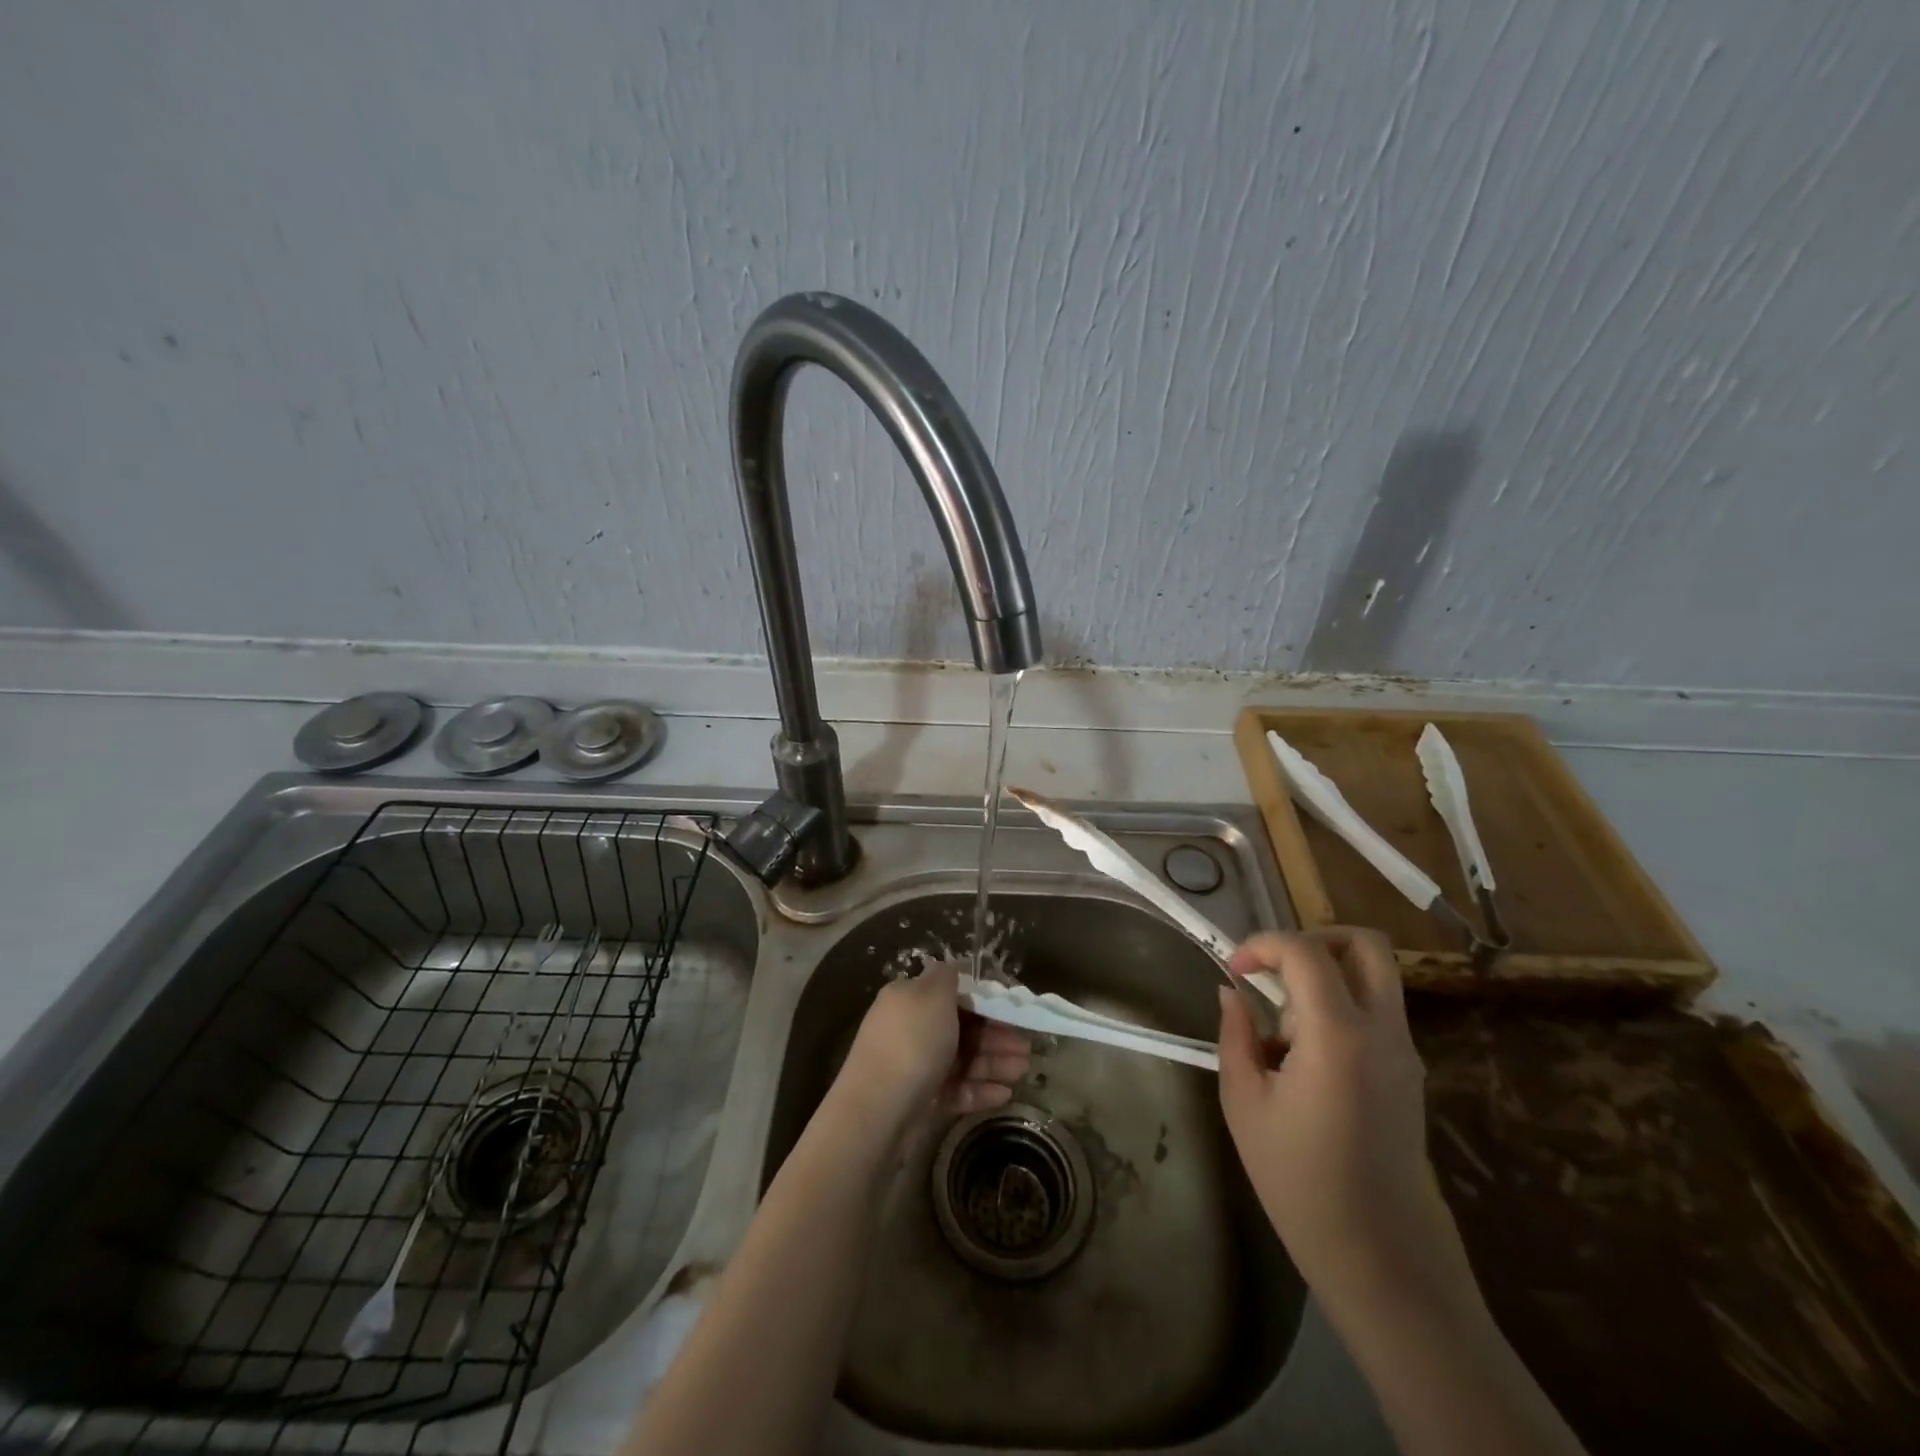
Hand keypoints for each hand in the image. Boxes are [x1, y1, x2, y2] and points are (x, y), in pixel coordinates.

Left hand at [840, 961, 1030, 1133]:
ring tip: (1024, 1071)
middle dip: (996, 1035)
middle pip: (961, 1027)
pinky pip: (956, 1089)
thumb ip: (947, 976)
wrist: (879, 1109)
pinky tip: (1005, 1094)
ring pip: (962, 1059)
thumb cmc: (911, 1042)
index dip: (984, 999)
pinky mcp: (921, 1100)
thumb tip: (954, 965)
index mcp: (909, 999)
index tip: (1013, 1009)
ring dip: (995, 1062)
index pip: (952, 994)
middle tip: (1027, 1047)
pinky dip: (980, 1090)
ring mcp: (915, 1066)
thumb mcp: (931, 994)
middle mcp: (911, 1029)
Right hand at [1216, 929, 1471, 1311]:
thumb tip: (1231, 992)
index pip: (1307, 952)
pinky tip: (1305, 1054)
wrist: (1382, 1259)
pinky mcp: (1410, 1073)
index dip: (1263, 944)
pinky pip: (1378, 1010)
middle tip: (1274, 969)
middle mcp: (1383, 1032)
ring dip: (1327, 974)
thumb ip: (1236, 1034)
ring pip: (1376, 975)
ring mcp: (1405, 1052)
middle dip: (1314, 939)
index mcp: (1339, 1036)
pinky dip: (1341, 1005)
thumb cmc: (1300, 1182)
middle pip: (1366, 944)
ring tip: (1285, 1025)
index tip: (1234, 970)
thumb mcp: (1245, 1103)